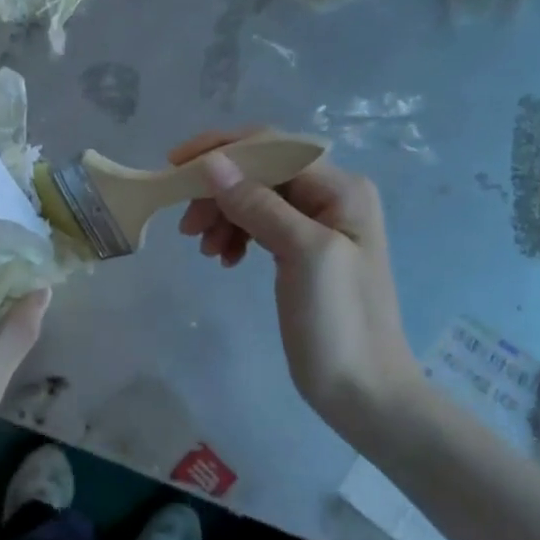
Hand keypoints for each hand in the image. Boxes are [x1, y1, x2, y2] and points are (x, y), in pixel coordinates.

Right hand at [172, 130, 418, 423]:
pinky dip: (235, 234)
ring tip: (204, 249)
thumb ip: (258, 203)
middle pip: (259, 171)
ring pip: (254, 197)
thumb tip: (212, 163)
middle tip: (187, 225)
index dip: (221, 150)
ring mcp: (316, 224)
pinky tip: (224, 259)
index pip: (271, 147)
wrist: (365, 393)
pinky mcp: (300, 250)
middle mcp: (330, 195)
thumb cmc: (339, 322)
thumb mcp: (302, 254)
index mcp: (340, 188)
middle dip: (218, 189)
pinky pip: (258, 224)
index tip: (175, 166)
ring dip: (222, 214)